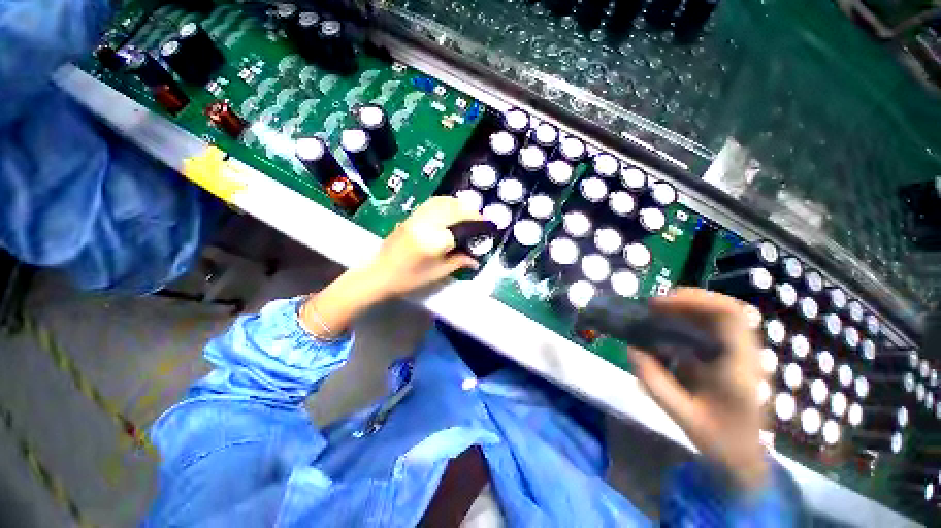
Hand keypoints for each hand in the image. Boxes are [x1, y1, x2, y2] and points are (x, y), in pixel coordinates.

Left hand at [300, 197, 480, 339]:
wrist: (379, 274)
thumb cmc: (408, 279)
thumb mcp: (437, 273)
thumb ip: (458, 262)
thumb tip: (476, 259)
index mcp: (433, 241)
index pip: (461, 227)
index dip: (476, 226)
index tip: (487, 228)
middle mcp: (425, 224)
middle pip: (453, 209)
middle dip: (470, 212)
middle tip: (480, 219)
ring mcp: (416, 217)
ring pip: (442, 202)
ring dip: (458, 204)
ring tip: (468, 212)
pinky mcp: (410, 216)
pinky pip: (431, 203)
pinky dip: (445, 202)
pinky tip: (450, 209)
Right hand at [628, 288, 768, 491]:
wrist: (747, 458)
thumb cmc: (720, 440)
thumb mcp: (683, 417)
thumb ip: (655, 382)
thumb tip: (631, 349)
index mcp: (739, 368)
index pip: (729, 317)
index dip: (694, 301)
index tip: (659, 305)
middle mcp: (747, 354)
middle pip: (727, 308)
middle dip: (688, 300)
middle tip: (655, 307)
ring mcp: (744, 353)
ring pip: (723, 314)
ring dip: (689, 308)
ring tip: (660, 313)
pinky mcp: (736, 356)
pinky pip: (717, 326)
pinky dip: (692, 319)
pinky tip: (672, 328)